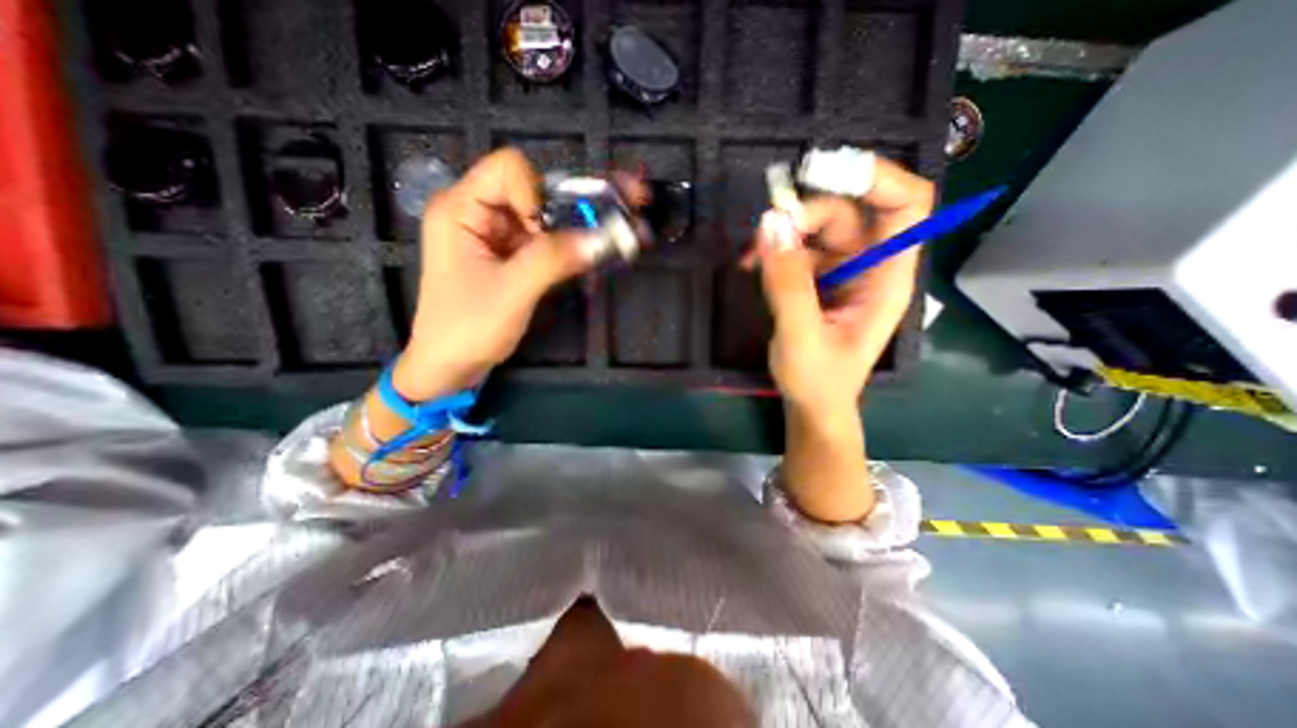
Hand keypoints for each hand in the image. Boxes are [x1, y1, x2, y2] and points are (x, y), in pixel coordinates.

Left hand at [393, 146, 594, 401]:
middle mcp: (479, 214)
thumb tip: (600, 238)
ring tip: (614, 242)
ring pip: (547, 218)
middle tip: (624, 209)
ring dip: (580, 230)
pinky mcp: (512, 257)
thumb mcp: (511, 292)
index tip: (550, 233)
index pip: (508, 170)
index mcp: (461, 209)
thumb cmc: (468, 328)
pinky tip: (594, 260)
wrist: (451, 366)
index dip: (538, 194)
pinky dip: (572, 250)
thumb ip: (553, 260)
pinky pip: (547, 243)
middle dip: (577, 205)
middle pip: (535, 191)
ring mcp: (497, 237)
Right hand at [750, 157, 931, 416]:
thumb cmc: (818, 379)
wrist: (812, 405)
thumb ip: (787, 282)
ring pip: (818, 229)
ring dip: (783, 233)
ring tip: (750, 255)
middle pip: (849, 212)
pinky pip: (798, 250)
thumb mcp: (801, 334)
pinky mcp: (818, 281)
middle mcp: (868, 267)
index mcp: (885, 279)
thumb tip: (770, 224)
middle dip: (807, 212)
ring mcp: (842, 273)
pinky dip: (775, 251)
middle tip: (767, 228)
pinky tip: (752, 265)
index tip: (826, 170)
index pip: (906, 206)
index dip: (877, 178)